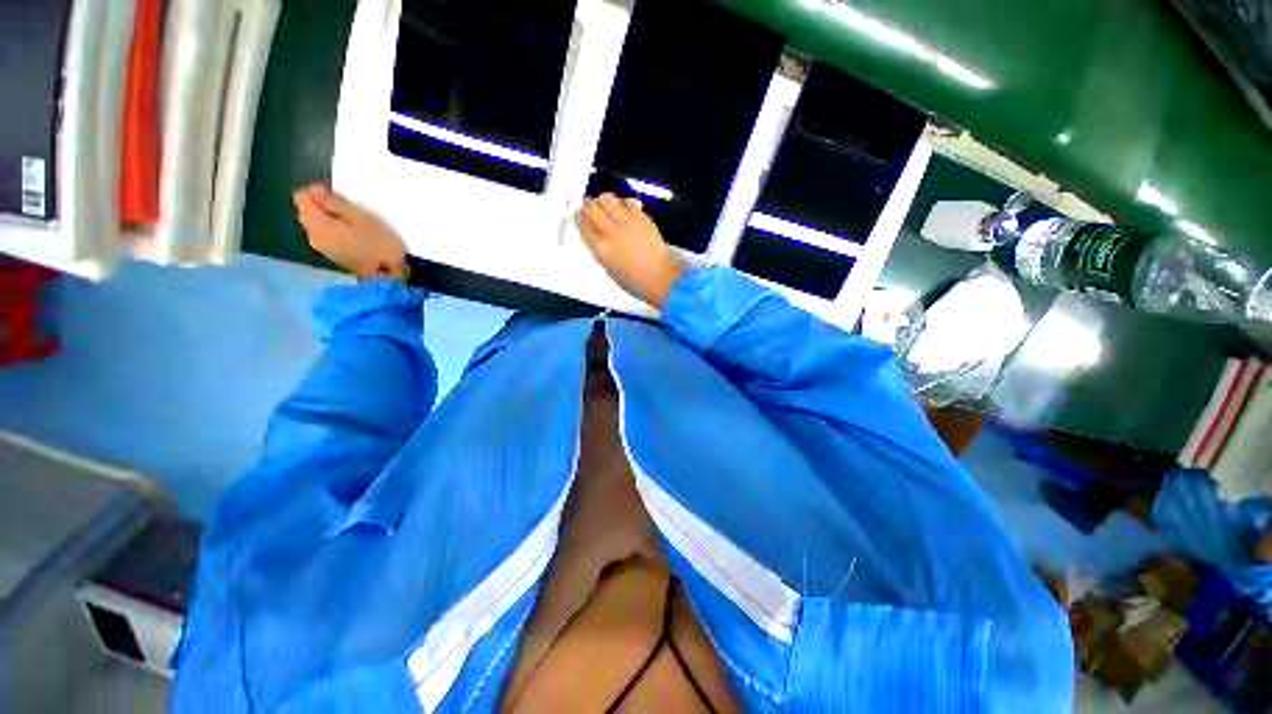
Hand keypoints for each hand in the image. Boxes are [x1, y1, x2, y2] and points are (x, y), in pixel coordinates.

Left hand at [293, 184, 407, 281]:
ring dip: (330, 218)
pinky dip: (334, 230)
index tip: (342, 197)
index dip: (319, 192)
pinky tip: (353, 235)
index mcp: (318, 224)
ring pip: (316, 223)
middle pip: (307, 210)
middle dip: (323, 205)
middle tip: (350, 209)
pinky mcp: (333, 255)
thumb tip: (316, 191)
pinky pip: (324, 235)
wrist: (388, 278)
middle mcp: (313, 235)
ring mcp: (322, 247)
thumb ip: (336, 203)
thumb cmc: (380, 246)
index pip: (302, 196)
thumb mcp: (363, 218)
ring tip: (354, 222)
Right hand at [576, 193, 682, 309]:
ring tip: (606, 207)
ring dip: (603, 200)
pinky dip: (622, 203)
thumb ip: (600, 249)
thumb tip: (596, 233)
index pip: (583, 225)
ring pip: (607, 198)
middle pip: (592, 207)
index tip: (581, 216)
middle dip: (589, 205)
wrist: (659, 277)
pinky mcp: (642, 217)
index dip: (580, 218)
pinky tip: (623, 210)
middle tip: (592, 209)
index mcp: (601, 249)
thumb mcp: (609, 268)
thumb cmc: (634, 280)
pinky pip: (627, 201)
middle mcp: (611, 232)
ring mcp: (627, 222)